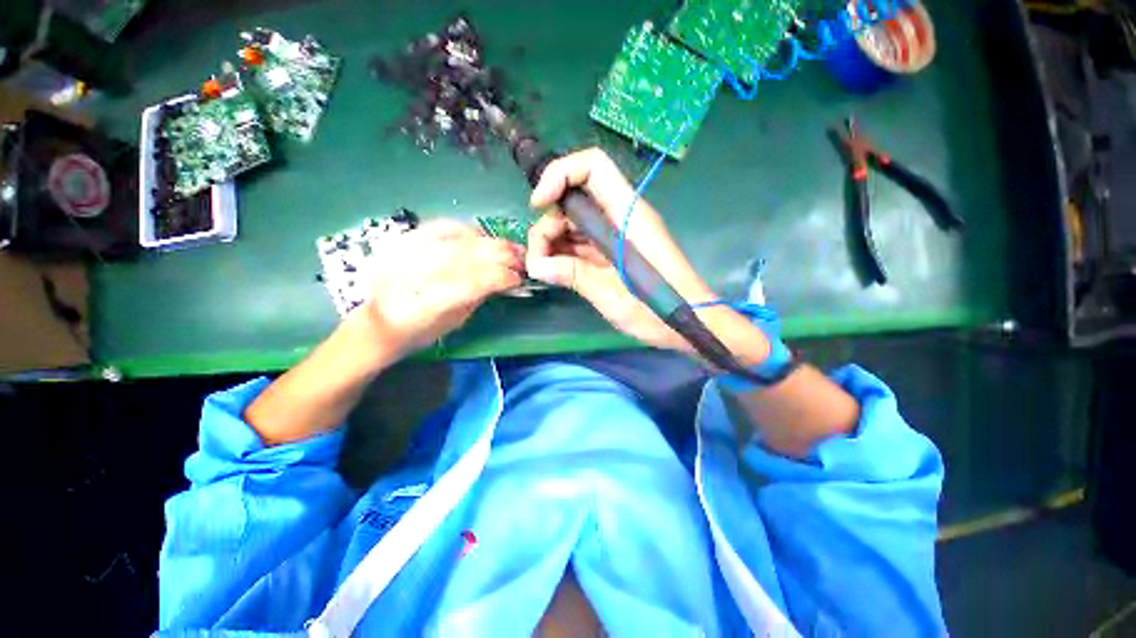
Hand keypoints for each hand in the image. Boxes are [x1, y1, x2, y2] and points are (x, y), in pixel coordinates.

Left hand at [358, 220, 524, 356]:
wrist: (377, 321)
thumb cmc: (418, 331)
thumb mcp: (453, 323)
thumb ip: (477, 297)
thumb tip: (502, 280)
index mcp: (429, 303)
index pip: (475, 281)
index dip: (502, 277)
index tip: (518, 279)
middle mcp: (416, 272)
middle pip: (469, 254)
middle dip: (502, 255)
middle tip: (521, 259)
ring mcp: (408, 251)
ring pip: (459, 237)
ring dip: (490, 241)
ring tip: (507, 247)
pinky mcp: (405, 239)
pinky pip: (443, 225)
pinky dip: (468, 229)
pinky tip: (482, 237)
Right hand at [526, 148, 769, 365]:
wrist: (687, 323)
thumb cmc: (656, 309)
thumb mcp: (609, 293)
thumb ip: (572, 274)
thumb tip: (536, 266)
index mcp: (627, 214)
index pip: (592, 166)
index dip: (559, 175)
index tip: (538, 205)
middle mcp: (620, 216)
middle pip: (575, 199)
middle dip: (550, 224)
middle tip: (540, 259)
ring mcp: (616, 234)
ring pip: (574, 223)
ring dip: (554, 242)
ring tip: (545, 271)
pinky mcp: (613, 251)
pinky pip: (582, 243)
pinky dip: (565, 254)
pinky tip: (556, 272)